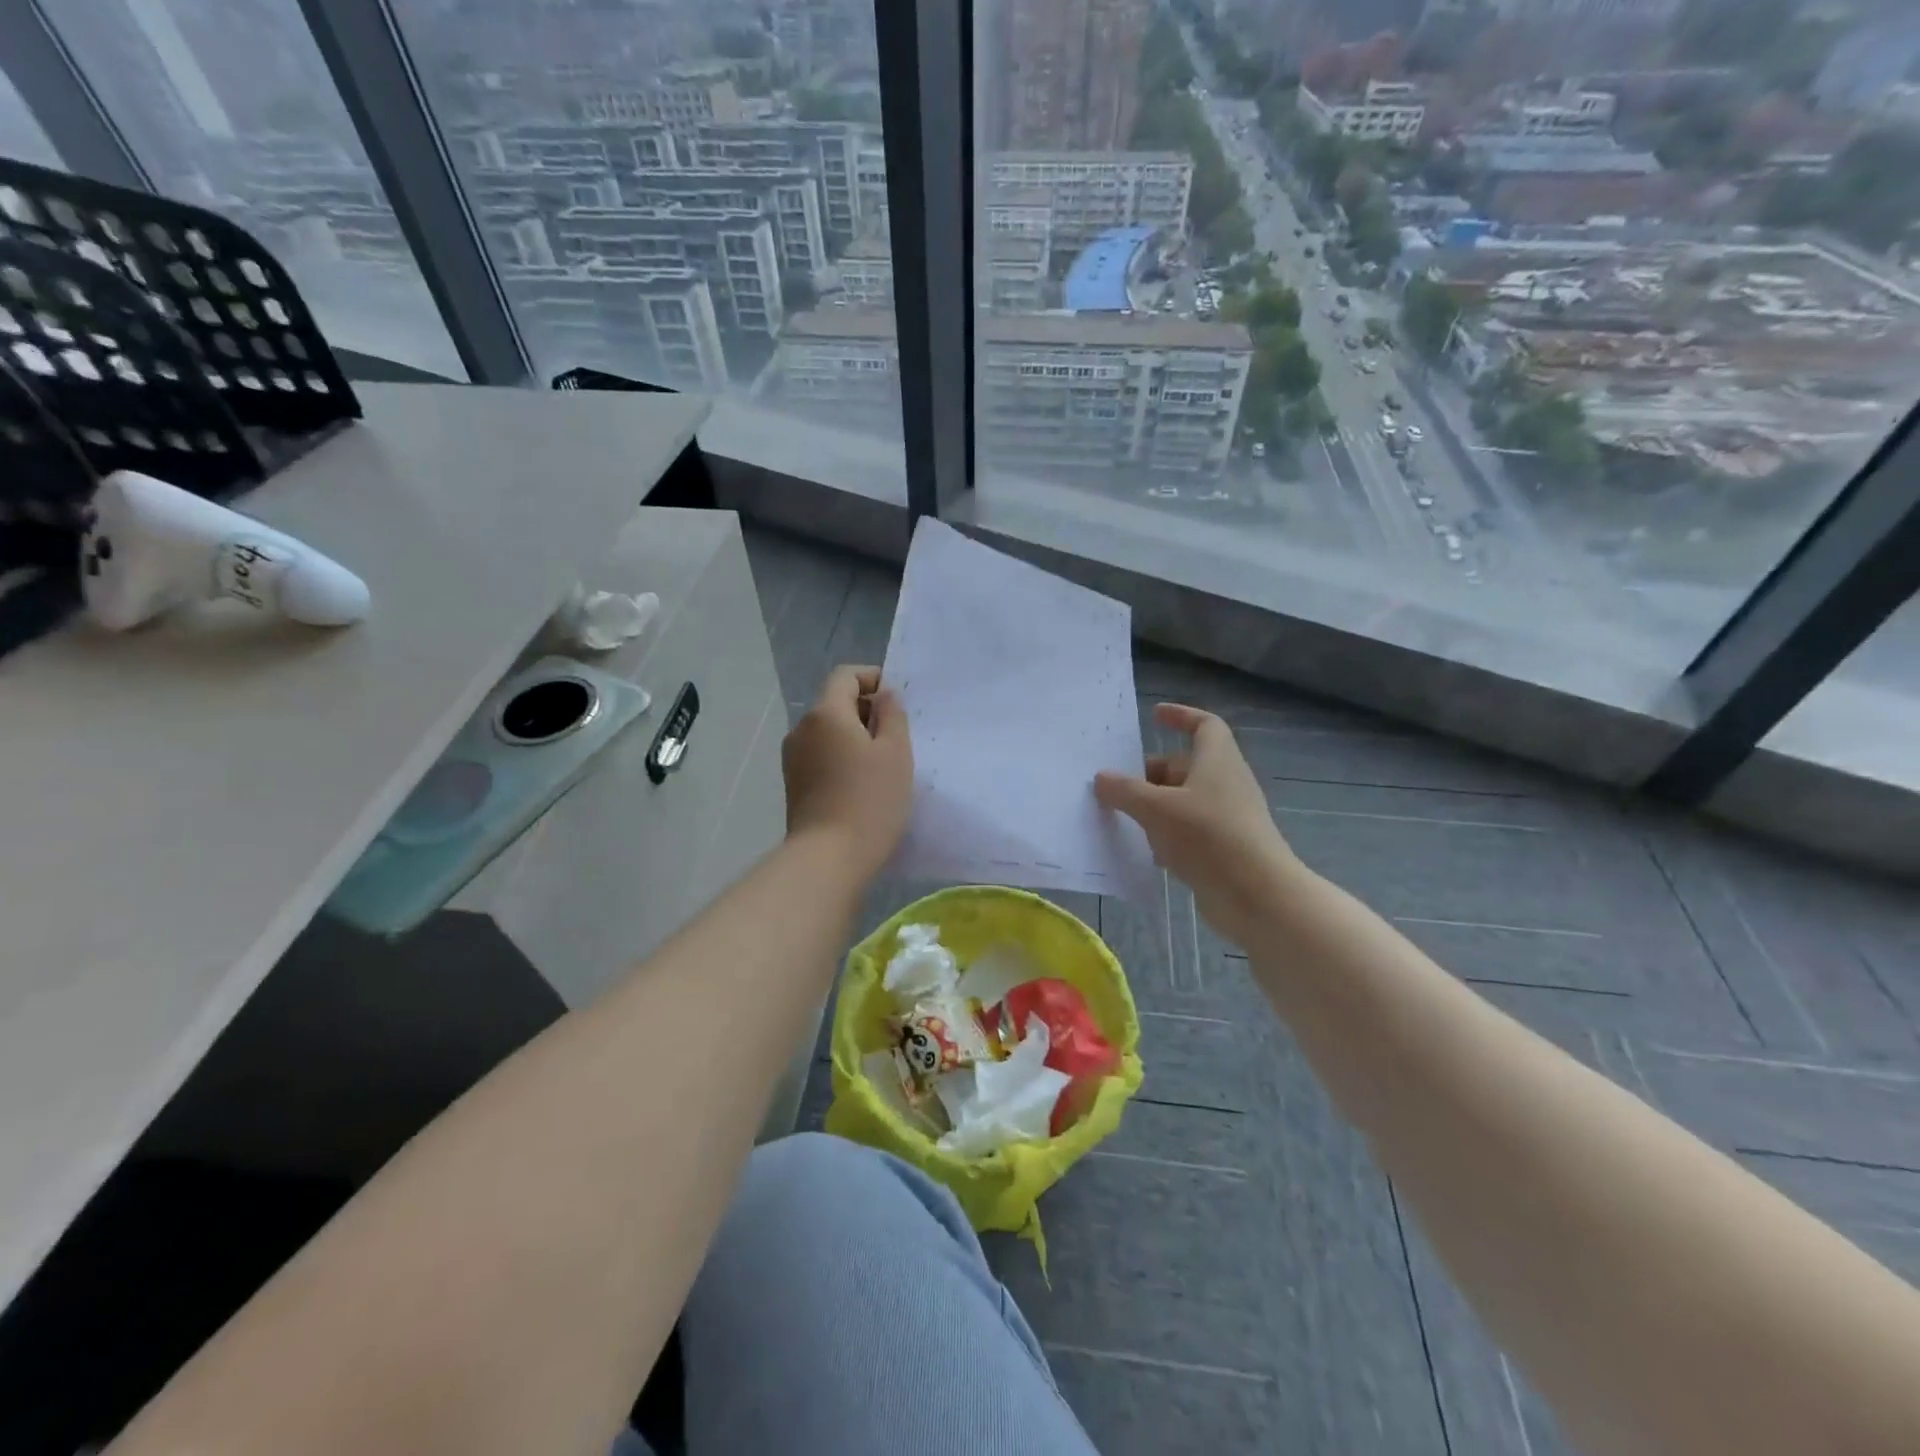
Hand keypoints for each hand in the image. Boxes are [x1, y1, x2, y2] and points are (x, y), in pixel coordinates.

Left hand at [783, 664, 912, 882]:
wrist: (828, 858)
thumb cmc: (869, 800)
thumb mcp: (895, 753)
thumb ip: (892, 715)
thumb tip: (884, 695)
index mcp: (825, 713)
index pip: (845, 676)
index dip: (872, 678)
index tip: (897, 701)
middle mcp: (802, 729)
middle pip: (835, 703)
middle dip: (867, 711)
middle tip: (898, 736)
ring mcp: (793, 759)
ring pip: (828, 732)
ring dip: (855, 737)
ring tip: (883, 763)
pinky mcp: (794, 784)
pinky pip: (821, 755)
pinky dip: (842, 757)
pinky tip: (863, 784)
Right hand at [1095, 703, 1302, 946]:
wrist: (1256, 896)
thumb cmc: (1208, 837)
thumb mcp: (1157, 809)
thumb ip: (1125, 791)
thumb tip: (1101, 777)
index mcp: (1217, 760)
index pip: (1204, 725)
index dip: (1181, 716)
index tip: (1154, 716)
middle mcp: (1226, 783)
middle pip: (1187, 766)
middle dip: (1152, 772)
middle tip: (1119, 784)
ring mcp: (1227, 817)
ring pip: (1185, 800)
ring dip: (1156, 805)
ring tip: (1122, 816)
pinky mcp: (1224, 848)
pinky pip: (1190, 831)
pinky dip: (1167, 834)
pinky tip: (1145, 850)